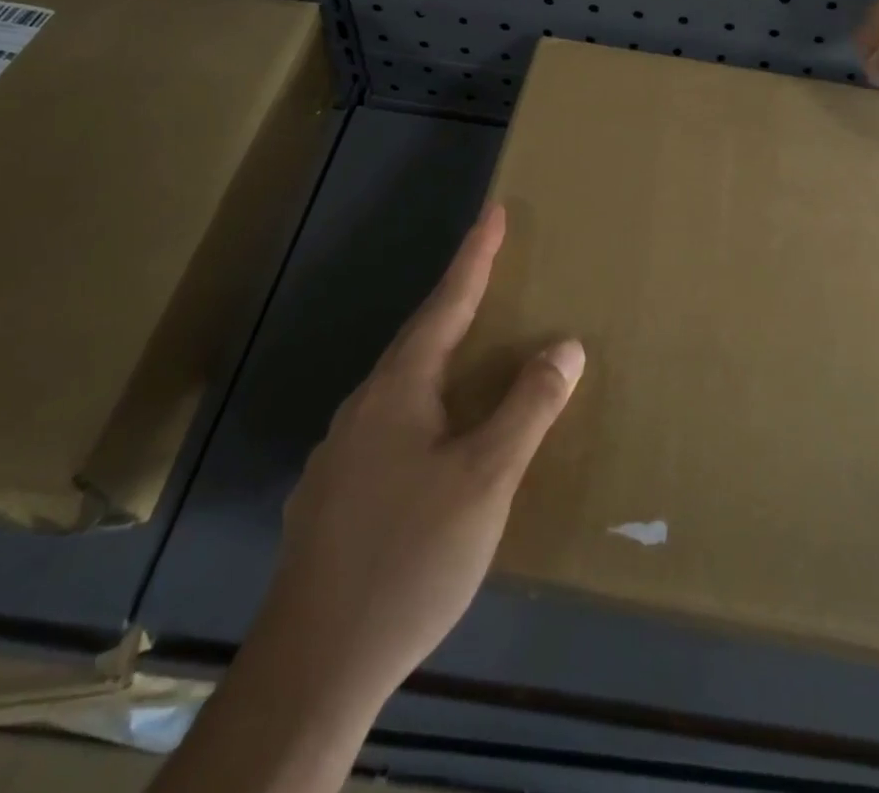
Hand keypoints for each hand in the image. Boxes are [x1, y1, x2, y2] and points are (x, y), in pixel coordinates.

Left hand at [262, 203, 583, 713]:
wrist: (312, 666)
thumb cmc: (410, 557)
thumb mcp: (486, 479)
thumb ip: (528, 407)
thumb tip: (565, 344)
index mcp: (399, 389)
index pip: (446, 303)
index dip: (474, 257)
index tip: (493, 212)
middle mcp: (363, 407)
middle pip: (420, 339)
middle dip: (457, 301)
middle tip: (490, 275)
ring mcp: (339, 452)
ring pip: (400, 386)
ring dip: (438, 359)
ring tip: (470, 356)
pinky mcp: (331, 495)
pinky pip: (387, 427)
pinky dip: (422, 410)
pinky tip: (431, 444)